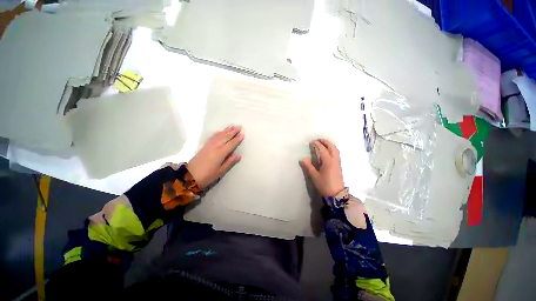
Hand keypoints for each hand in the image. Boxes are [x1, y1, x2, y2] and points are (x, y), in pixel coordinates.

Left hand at [188, 125, 243, 188]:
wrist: (189, 176)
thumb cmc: (207, 175)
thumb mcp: (221, 171)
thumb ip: (230, 162)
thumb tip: (238, 155)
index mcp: (221, 153)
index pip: (231, 144)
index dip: (237, 139)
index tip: (243, 134)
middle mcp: (215, 147)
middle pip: (226, 137)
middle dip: (233, 132)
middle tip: (239, 126)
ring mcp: (209, 145)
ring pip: (219, 136)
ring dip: (226, 130)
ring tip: (231, 126)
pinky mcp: (205, 146)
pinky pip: (213, 137)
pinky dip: (217, 133)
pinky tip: (220, 131)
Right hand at [299, 139, 344, 196]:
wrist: (336, 195)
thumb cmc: (324, 185)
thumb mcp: (314, 176)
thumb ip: (308, 166)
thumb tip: (302, 158)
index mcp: (328, 161)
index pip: (322, 149)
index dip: (317, 144)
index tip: (311, 142)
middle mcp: (334, 160)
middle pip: (332, 147)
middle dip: (325, 142)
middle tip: (318, 140)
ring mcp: (338, 163)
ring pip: (335, 150)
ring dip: (329, 145)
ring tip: (323, 144)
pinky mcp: (339, 166)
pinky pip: (336, 154)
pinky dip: (332, 149)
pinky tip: (327, 152)